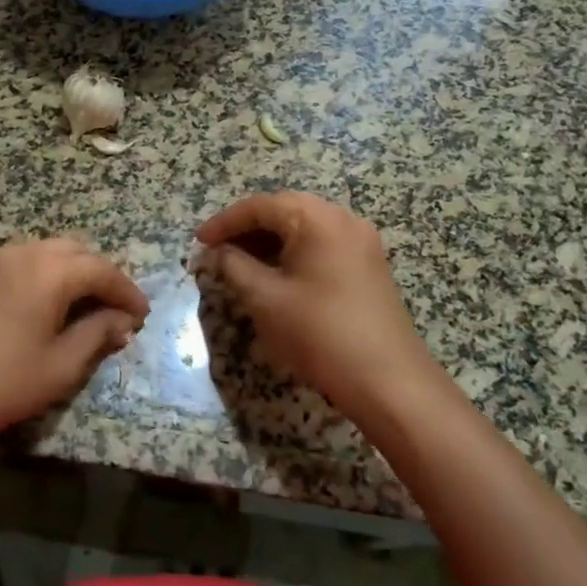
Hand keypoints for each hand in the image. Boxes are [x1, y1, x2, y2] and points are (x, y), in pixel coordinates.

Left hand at [0, 238, 149, 455]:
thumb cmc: (1, 381)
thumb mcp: (61, 366)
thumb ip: (97, 336)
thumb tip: (121, 322)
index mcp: (51, 270)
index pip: (103, 270)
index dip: (128, 292)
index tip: (143, 316)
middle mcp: (26, 253)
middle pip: (78, 252)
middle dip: (103, 277)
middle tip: (118, 311)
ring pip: (51, 251)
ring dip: (76, 272)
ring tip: (89, 308)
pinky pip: (29, 261)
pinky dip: (50, 274)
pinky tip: (53, 305)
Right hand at [195, 192, 438, 424]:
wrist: (388, 379)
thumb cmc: (319, 332)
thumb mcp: (265, 299)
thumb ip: (234, 267)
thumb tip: (216, 253)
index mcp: (317, 218)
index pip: (260, 206)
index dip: (224, 222)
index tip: (198, 242)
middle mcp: (343, 220)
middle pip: (284, 211)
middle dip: (246, 230)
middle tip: (217, 252)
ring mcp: (361, 243)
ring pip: (304, 229)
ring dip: (269, 242)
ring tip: (239, 265)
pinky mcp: (368, 266)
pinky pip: (322, 246)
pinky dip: (293, 254)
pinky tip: (274, 277)